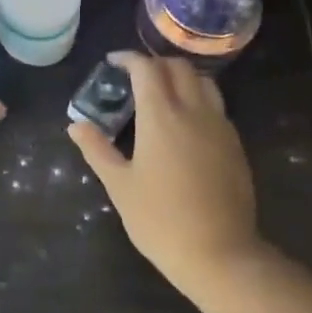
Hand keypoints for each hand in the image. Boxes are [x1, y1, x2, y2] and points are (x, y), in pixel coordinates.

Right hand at [67, 52, 264, 295]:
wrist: (219, 253)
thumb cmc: (160, 220)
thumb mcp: (119, 186)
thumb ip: (97, 149)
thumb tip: (76, 125)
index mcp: (161, 115)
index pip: (146, 68)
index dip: (128, 59)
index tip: (113, 62)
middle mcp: (194, 110)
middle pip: (178, 67)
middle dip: (155, 64)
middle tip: (135, 78)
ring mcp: (219, 126)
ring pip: (203, 81)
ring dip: (181, 77)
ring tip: (163, 93)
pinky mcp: (235, 144)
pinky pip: (216, 106)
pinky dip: (199, 99)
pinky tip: (186, 123)